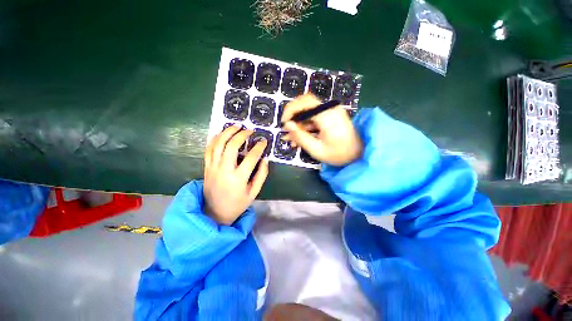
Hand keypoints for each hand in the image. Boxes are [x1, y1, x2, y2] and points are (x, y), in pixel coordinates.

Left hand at [203, 125, 268, 224]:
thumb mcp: (254, 192)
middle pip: (232, 146)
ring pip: (218, 144)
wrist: (215, 213)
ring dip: (227, 132)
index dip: (259, 147)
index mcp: (238, 178)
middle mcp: (224, 170)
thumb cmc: (237, 204)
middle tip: (249, 130)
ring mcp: (213, 167)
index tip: (264, 141)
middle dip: (242, 135)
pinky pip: (209, 149)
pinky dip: (215, 139)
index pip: (251, 157)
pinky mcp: (206, 167)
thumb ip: (261, 175)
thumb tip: (265, 159)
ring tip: (236, 126)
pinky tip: (222, 134)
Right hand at [281, 94, 362, 165]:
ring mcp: (331, 112)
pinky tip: (300, 138)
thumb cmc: (339, 154)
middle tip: (287, 132)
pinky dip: (306, 126)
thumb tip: (287, 125)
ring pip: (309, 112)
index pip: (304, 102)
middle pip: (305, 104)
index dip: (291, 109)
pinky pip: (314, 117)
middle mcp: (330, 109)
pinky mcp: (331, 116)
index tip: (284, 123)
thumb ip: (301, 136)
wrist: (360, 154)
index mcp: (327, 115)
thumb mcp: (317, 149)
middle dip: (293, 117)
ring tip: (291, 140)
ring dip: (298, 124)